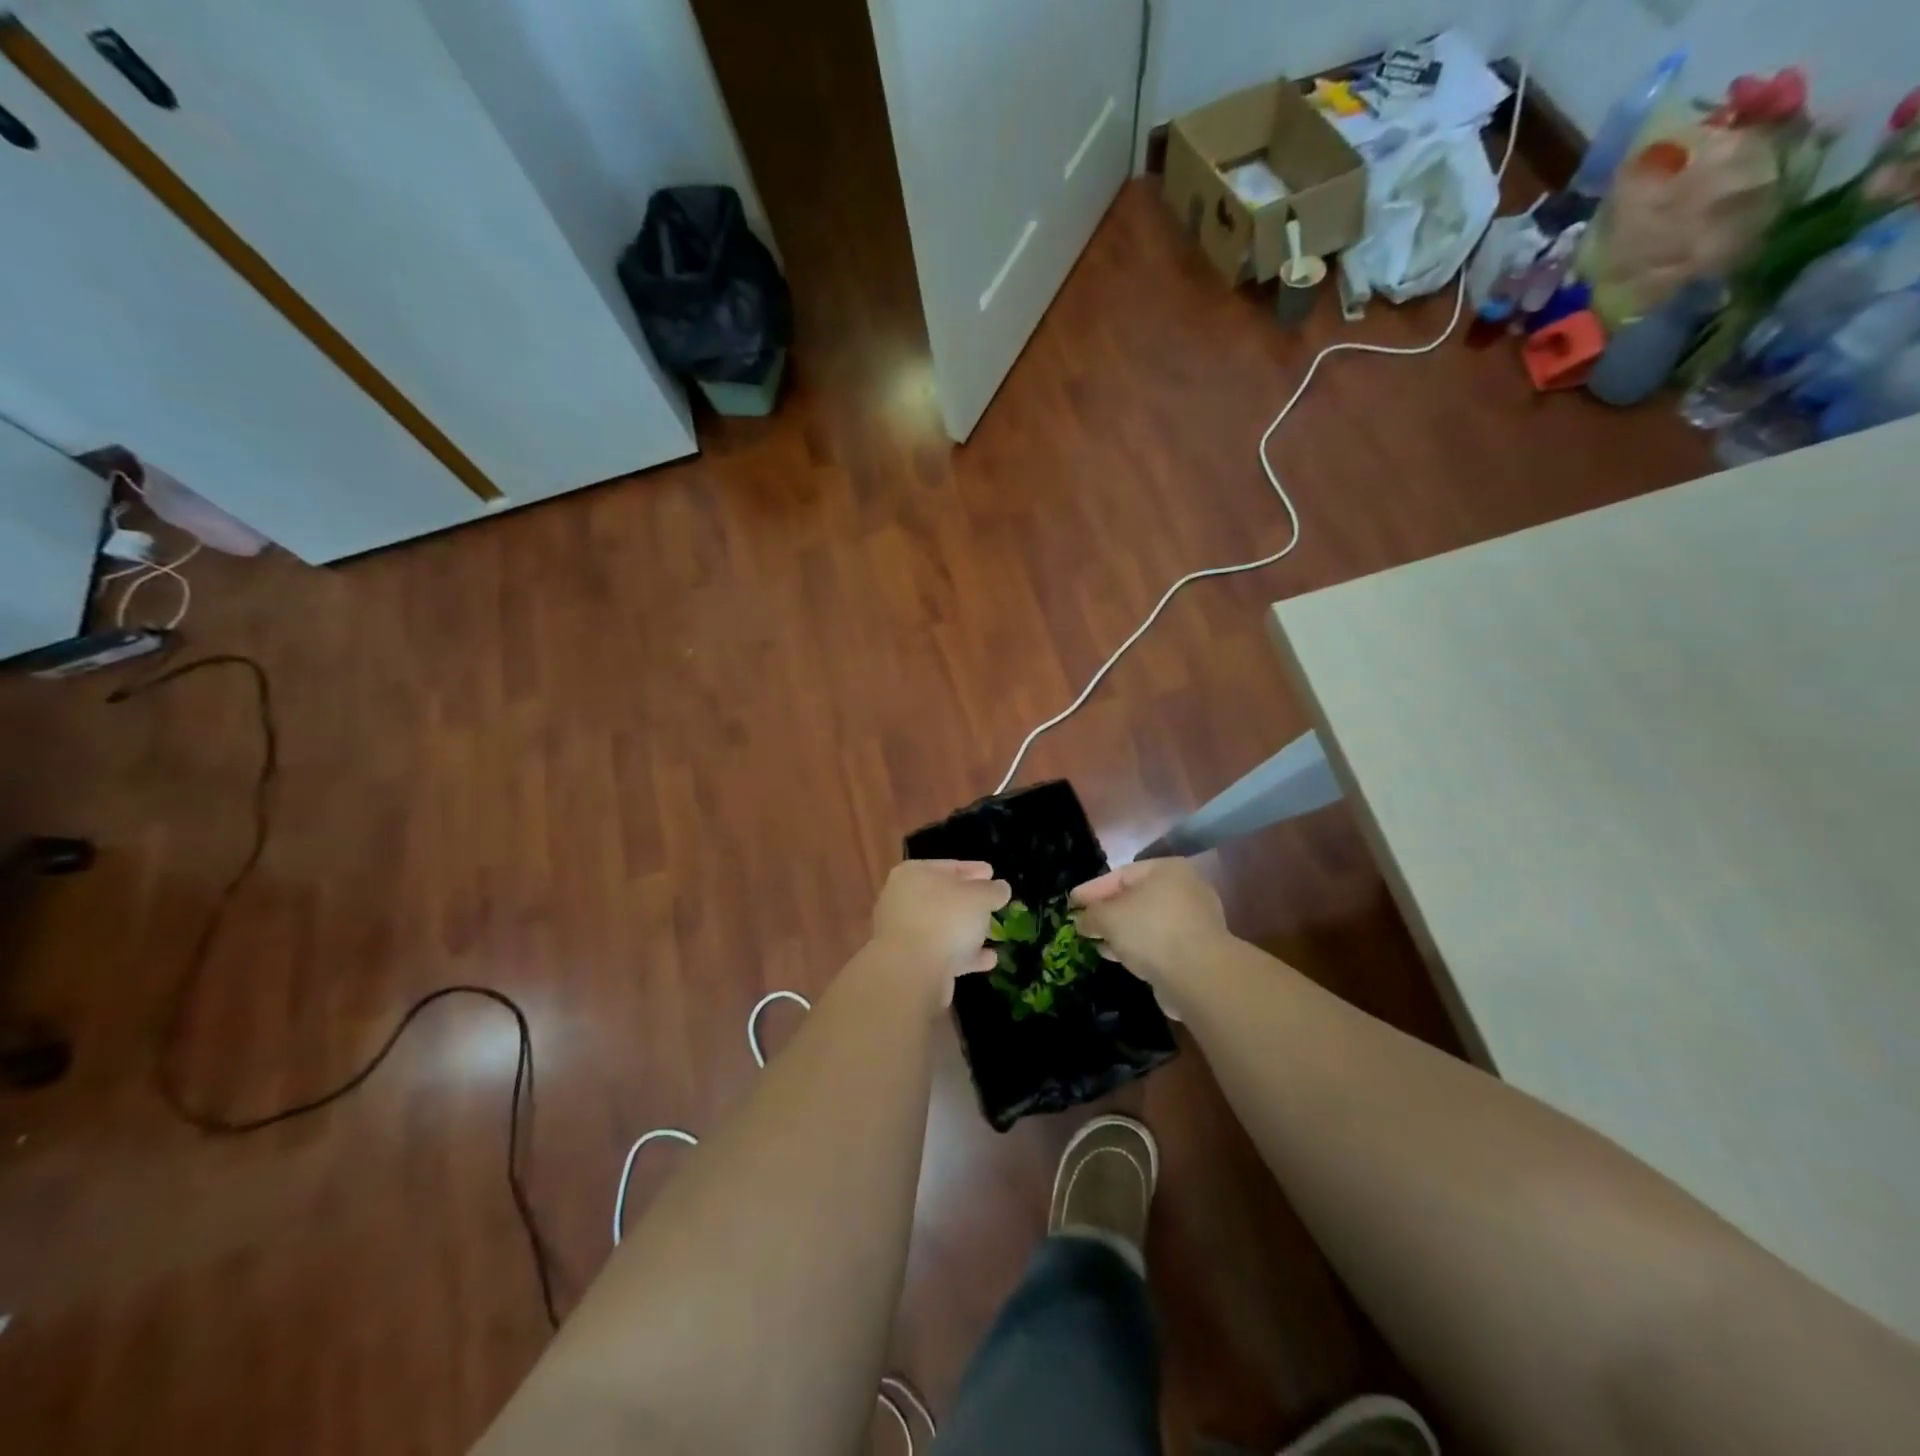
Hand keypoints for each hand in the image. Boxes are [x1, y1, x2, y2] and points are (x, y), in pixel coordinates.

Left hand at [868, 860, 1010, 1003]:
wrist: (912, 971)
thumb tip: (1000, 888)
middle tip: (992, 902)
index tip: (992, 872)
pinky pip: (943, 953)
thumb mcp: (979, 897)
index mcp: (914, 874)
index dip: (973, 869)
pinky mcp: (910, 962)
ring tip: (993, 931)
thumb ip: (993, 890)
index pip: (949, 866)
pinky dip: (964, 954)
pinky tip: (988, 959)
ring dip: (966, 929)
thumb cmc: (945, 919)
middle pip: (943, 896)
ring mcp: (904, 933)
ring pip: (942, 926)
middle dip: (969, 901)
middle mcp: (903, 899)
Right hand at [1071, 859, 1230, 987]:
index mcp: (1166, 870)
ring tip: (1096, 943)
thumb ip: (1091, 915)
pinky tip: (1118, 957)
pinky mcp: (1197, 949)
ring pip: (1147, 922)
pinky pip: (1158, 942)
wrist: (1198, 975)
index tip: (1070, 903)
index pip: (1120, 875)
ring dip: (1121, 933)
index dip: (1092, 890)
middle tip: (1082, 923)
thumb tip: (1081, 920)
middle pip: (1135, 898)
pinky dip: (1137, 947)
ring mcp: (1194, 920)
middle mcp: (1185, 889)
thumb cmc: (1150, 930)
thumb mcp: (1108, 917)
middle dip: (1107, 912)